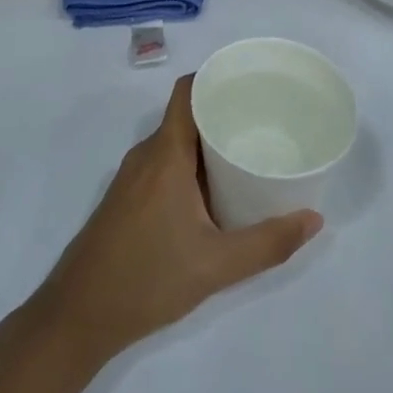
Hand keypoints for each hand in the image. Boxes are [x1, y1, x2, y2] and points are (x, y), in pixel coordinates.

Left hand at [31, 75, 321, 366]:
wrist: (78, 315)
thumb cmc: (147, 278)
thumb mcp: (217, 265)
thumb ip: (268, 243)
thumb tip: (315, 220)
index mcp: (165, 154)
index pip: (187, 92)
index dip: (215, 78)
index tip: (250, 82)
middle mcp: (146, 155)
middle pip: (186, 115)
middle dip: (222, 113)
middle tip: (264, 121)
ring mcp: (132, 177)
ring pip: (174, 142)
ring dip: (207, 143)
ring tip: (247, 152)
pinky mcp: (126, 198)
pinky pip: (163, 164)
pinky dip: (190, 164)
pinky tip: (214, 190)